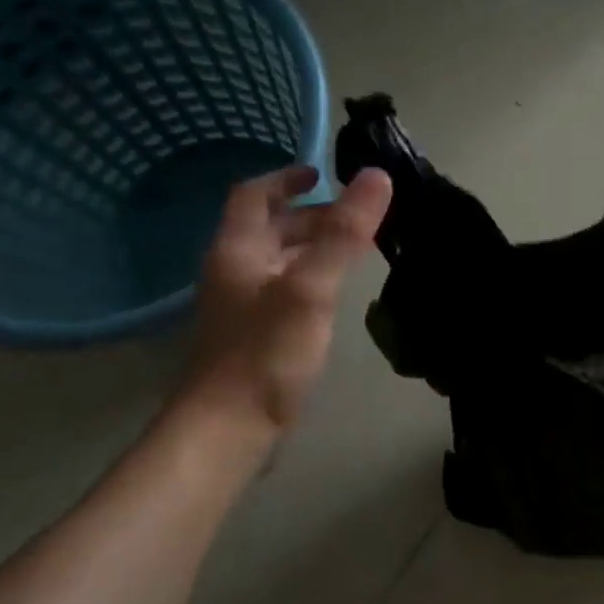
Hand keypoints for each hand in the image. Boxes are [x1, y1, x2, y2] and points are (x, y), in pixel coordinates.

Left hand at [176, 166, 392, 432]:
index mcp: (237, 250)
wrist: (227, 429)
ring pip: (277, 261)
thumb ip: (343, 234)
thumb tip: (376, 177)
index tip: (322, 174)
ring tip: (354, 249)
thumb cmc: (266, 352)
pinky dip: (309, 278)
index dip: (286, 178)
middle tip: (356, 217)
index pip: (254, 195)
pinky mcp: (253, 336)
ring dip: (311, 247)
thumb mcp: (311, 288)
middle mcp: (233, 271)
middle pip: (268, 228)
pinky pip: (283, 290)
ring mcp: (241, 306)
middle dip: (310, 216)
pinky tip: (335, 295)